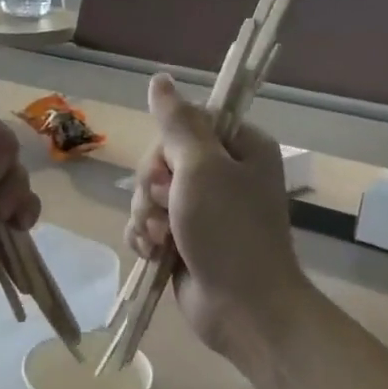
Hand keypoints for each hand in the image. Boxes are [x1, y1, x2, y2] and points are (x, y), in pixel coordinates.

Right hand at [125, 74, 309, 365]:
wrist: (243, 309)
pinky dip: (144, 237)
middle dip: (152, 187)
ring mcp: (202, 208)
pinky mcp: (184, 238)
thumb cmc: (229, 233)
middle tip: (165, 209)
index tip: (168, 170)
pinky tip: (152, 253)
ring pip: (149, 193)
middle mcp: (222, 173)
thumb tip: (159, 79)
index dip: (165, 147)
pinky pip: (147, 223)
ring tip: (161, 239)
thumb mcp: (202, 169)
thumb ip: (177, 123)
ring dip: (145, 216)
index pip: (184, 123)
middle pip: (161, 159)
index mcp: (239, 147)